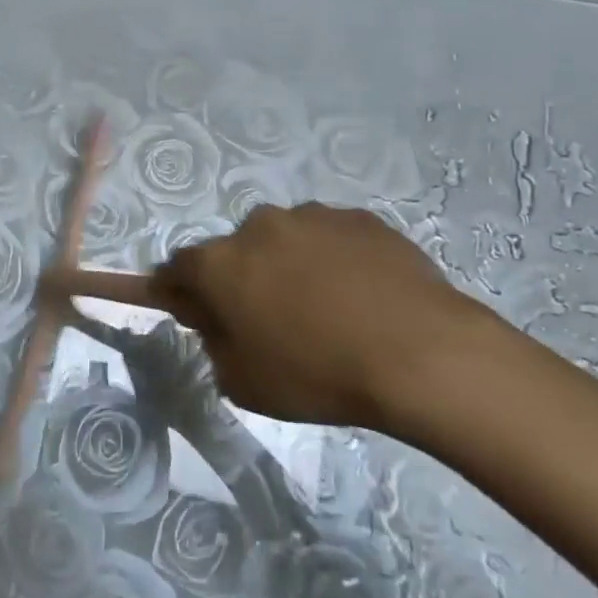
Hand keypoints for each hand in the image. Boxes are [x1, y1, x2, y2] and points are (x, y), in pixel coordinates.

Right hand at [149, 203, 502, 433]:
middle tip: (268, 319)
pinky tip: (361, 297)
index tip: (190, 310)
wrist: (421, 353)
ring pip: (285, 240)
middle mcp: (259, 226)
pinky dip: (333, 261)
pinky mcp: (360, 218)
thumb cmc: (318, 375)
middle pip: (234, 251)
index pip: (177, 268)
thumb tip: (216, 320)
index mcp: (220, 263)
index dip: (178, 290)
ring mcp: (312, 216)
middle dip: (240, 278)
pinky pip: (331, 239)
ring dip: (288, 266)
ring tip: (325, 309)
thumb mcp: (243, 382)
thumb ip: (214, 343)